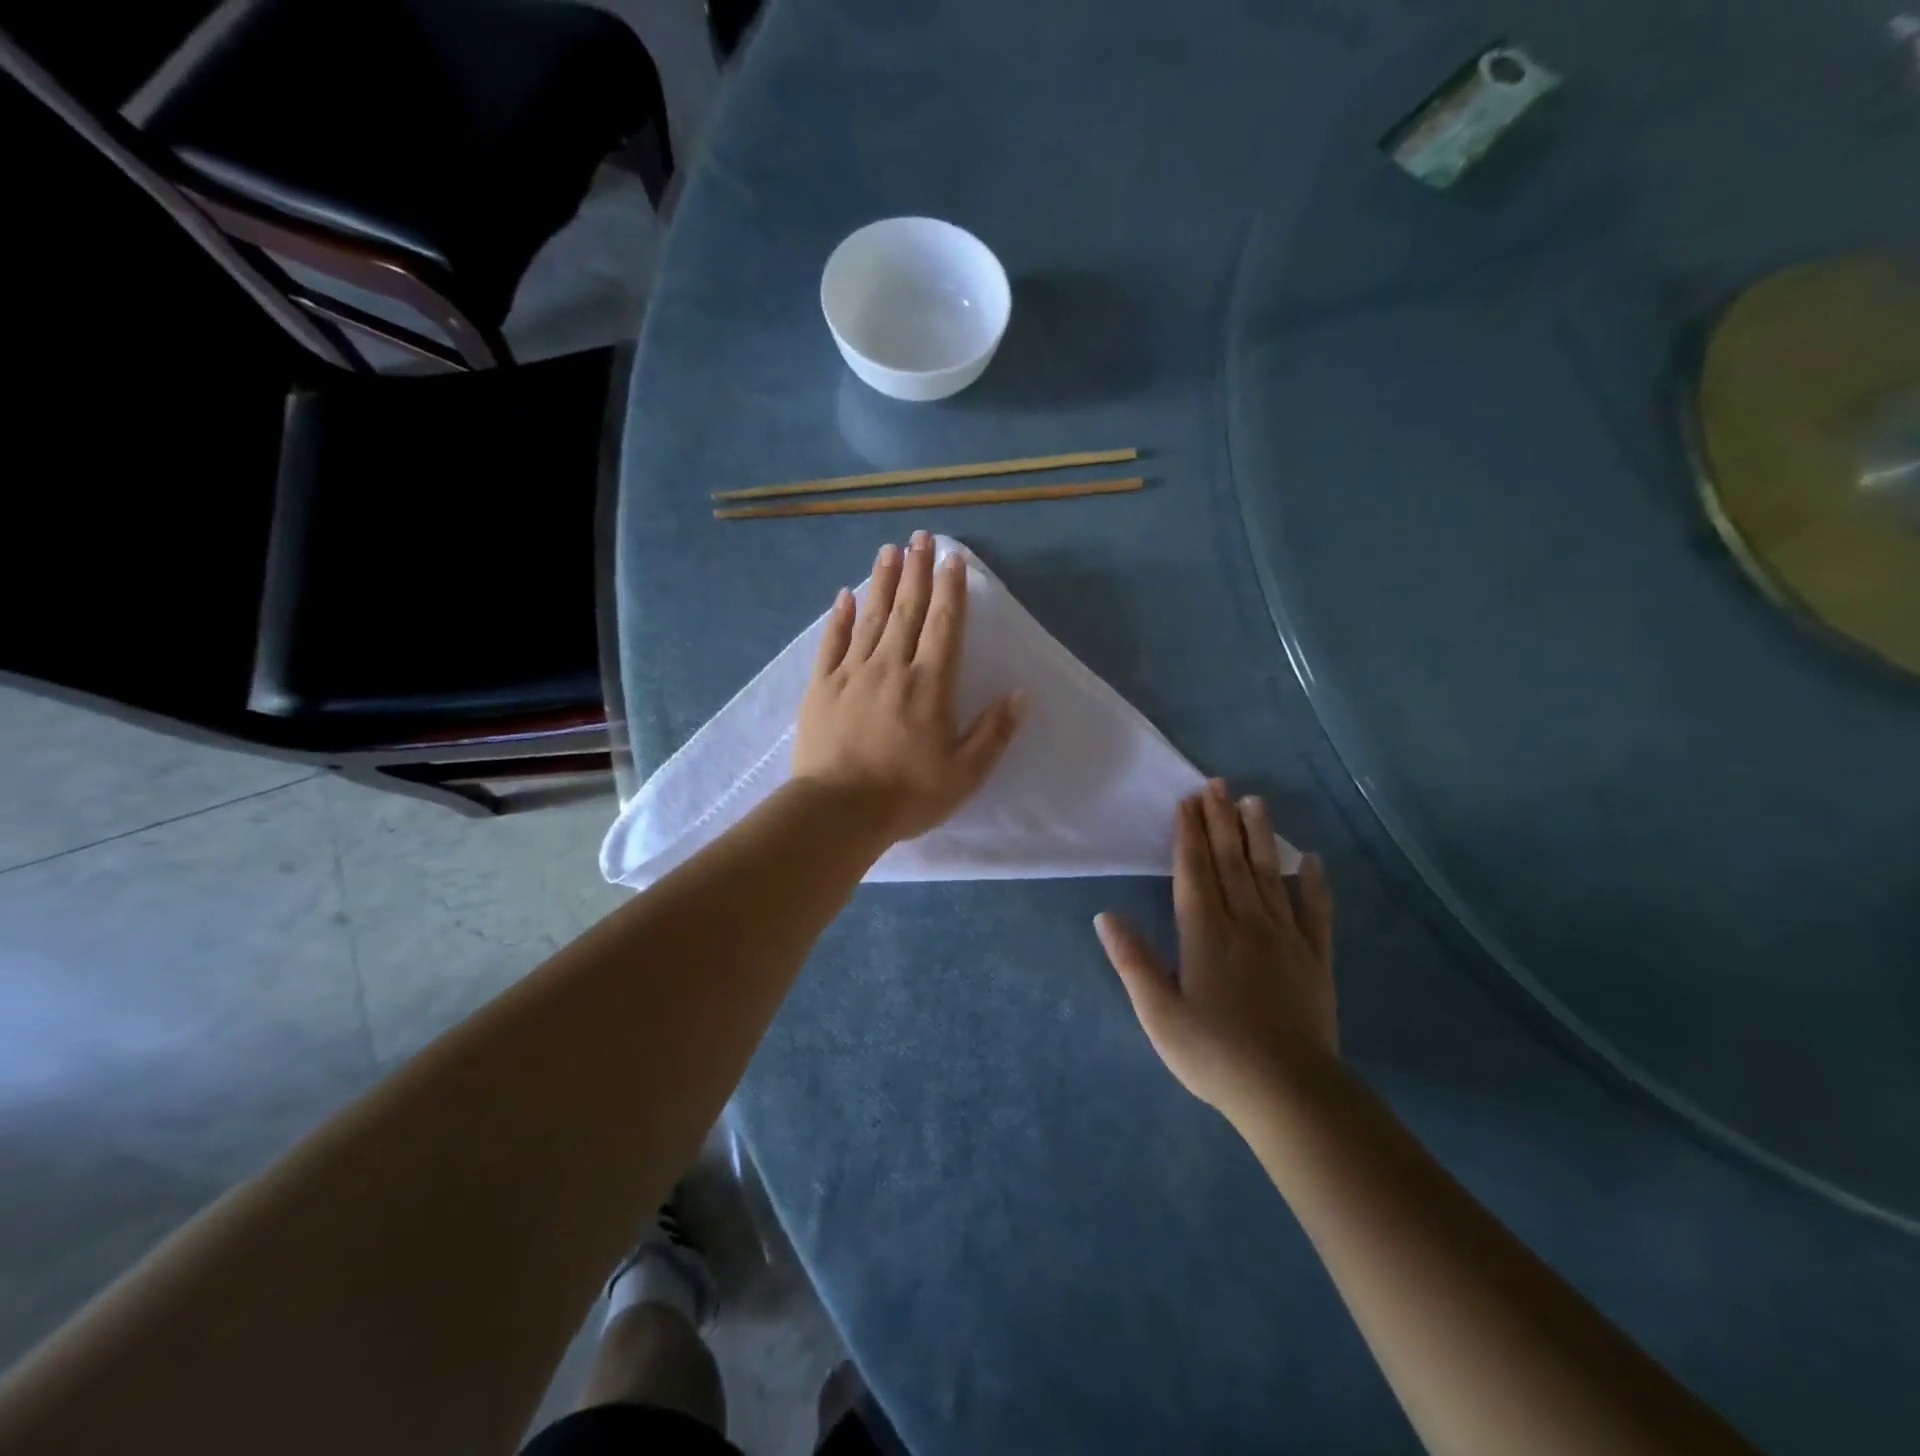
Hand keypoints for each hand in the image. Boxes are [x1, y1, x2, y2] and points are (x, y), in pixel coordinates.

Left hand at [792, 531, 1024, 844]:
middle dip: (916, 571)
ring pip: (871, 617)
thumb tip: (1020, 694)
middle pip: (907, 610)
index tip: (953, 558)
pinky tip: (845, 595)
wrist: (838, 812)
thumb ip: (994, 732)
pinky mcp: (821, 687)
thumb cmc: (907, 795)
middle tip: (920, 537)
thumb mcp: (965, 774)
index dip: (951, 589)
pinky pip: (832, 643)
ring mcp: (852, 673)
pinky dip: (839, 617)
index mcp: (930, 685)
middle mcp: (892, 667)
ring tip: (888, 550)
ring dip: (881, 582)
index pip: (944, 625)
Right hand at [1095, 782, 1335, 1119]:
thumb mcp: (1158, 1013)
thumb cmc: (1214, 1054)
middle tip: (1215, 784)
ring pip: (1268, 875)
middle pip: (1229, 862)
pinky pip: (1316, 913)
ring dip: (1260, 836)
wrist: (1289, 1093)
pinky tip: (1312, 860)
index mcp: (1204, 933)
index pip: (1194, 870)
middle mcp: (1245, 923)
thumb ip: (1132, 960)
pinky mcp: (1315, 959)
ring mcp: (1285, 938)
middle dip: (1220, 820)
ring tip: (1254, 801)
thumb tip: (1105, 916)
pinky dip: (1313, 884)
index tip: (1186, 801)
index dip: (1188, 833)